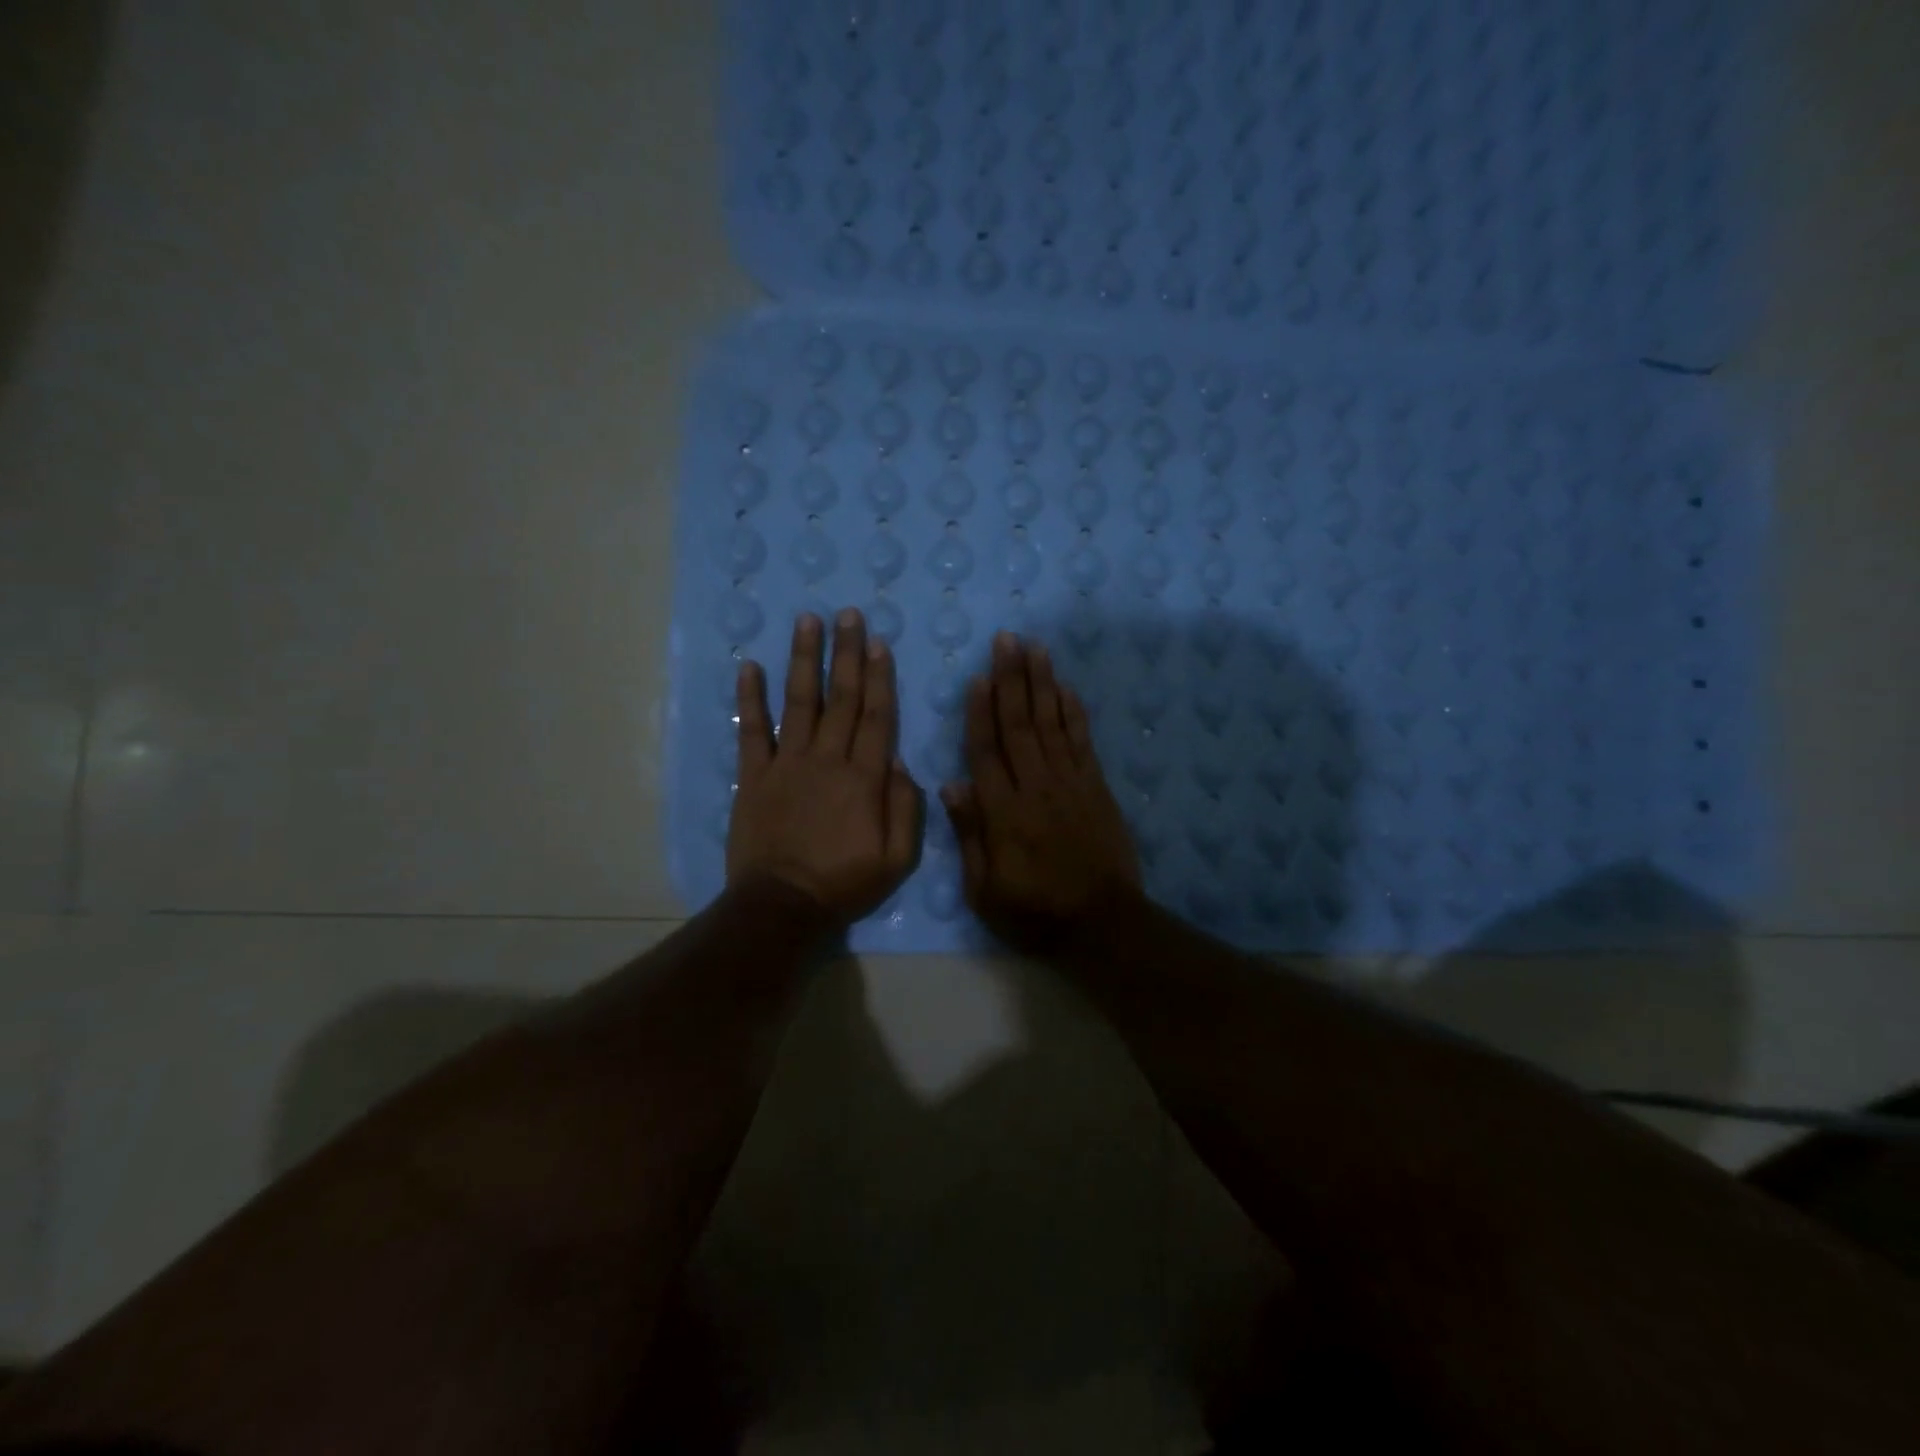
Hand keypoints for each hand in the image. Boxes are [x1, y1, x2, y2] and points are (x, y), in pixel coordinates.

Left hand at [728, 610, 922, 922]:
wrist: (782, 904)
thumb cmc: (844, 883)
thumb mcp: (897, 858)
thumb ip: (905, 807)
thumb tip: (900, 761)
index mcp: (864, 777)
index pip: (876, 716)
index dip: (879, 677)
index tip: (878, 643)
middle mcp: (827, 759)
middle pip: (840, 697)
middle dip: (846, 653)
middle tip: (848, 615)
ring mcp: (787, 763)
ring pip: (799, 701)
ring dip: (803, 659)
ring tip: (806, 621)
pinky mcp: (753, 775)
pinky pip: (752, 730)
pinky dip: (749, 698)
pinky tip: (748, 666)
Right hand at [941, 632, 1142, 948]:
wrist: (1102, 923)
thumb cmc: (1034, 912)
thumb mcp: (985, 890)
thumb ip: (969, 835)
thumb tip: (952, 785)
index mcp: (1003, 811)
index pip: (986, 750)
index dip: (980, 711)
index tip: (978, 675)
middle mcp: (1035, 786)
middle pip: (1020, 724)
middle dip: (1012, 679)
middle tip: (1007, 639)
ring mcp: (1070, 783)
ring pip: (1051, 723)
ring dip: (1042, 683)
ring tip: (1035, 647)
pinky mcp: (1096, 787)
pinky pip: (1082, 741)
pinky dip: (1074, 712)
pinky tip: (1066, 688)